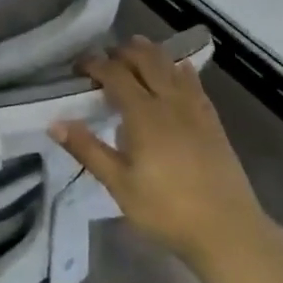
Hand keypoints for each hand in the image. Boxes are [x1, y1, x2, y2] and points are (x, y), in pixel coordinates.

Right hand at [50, 38, 275, 278]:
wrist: (227, 230)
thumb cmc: (166, 210)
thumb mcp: (119, 185)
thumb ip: (88, 150)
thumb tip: (55, 123)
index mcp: (144, 115)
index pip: (115, 74)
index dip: (94, 64)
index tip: (77, 68)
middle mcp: (170, 102)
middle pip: (146, 60)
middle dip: (122, 52)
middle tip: (104, 59)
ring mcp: (196, 109)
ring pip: (171, 66)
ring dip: (150, 54)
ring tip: (134, 53)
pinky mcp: (213, 121)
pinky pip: (194, 82)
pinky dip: (179, 69)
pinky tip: (177, 70)